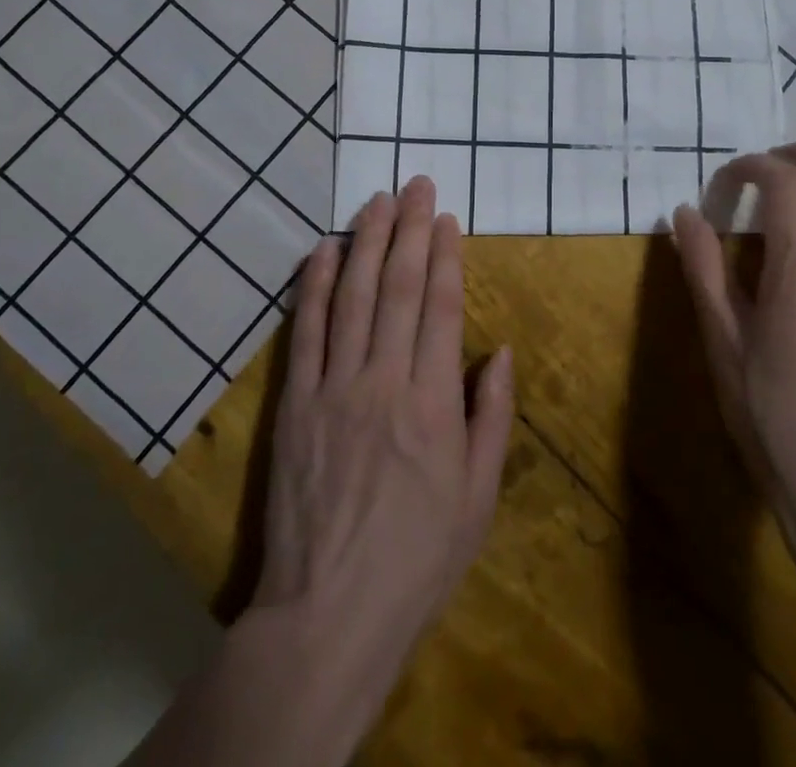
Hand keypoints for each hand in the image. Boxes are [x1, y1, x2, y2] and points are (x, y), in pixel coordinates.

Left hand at [248, 176, 513, 736]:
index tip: (446, 217)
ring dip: (365, 242)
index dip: (445, 255)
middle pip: (398, 287)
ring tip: (376, 201)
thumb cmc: (418, 557)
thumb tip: (499, 352)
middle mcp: (384, 379)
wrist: (329, 611)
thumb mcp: (478, 497)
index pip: (441, 307)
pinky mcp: (295, 402)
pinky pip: (305, 331)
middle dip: (409, 230)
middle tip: (414, 185)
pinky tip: (322, 250)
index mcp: (433, 403)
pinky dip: (313, 285)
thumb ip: (491, 417)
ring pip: (352, 296)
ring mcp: (334, 386)